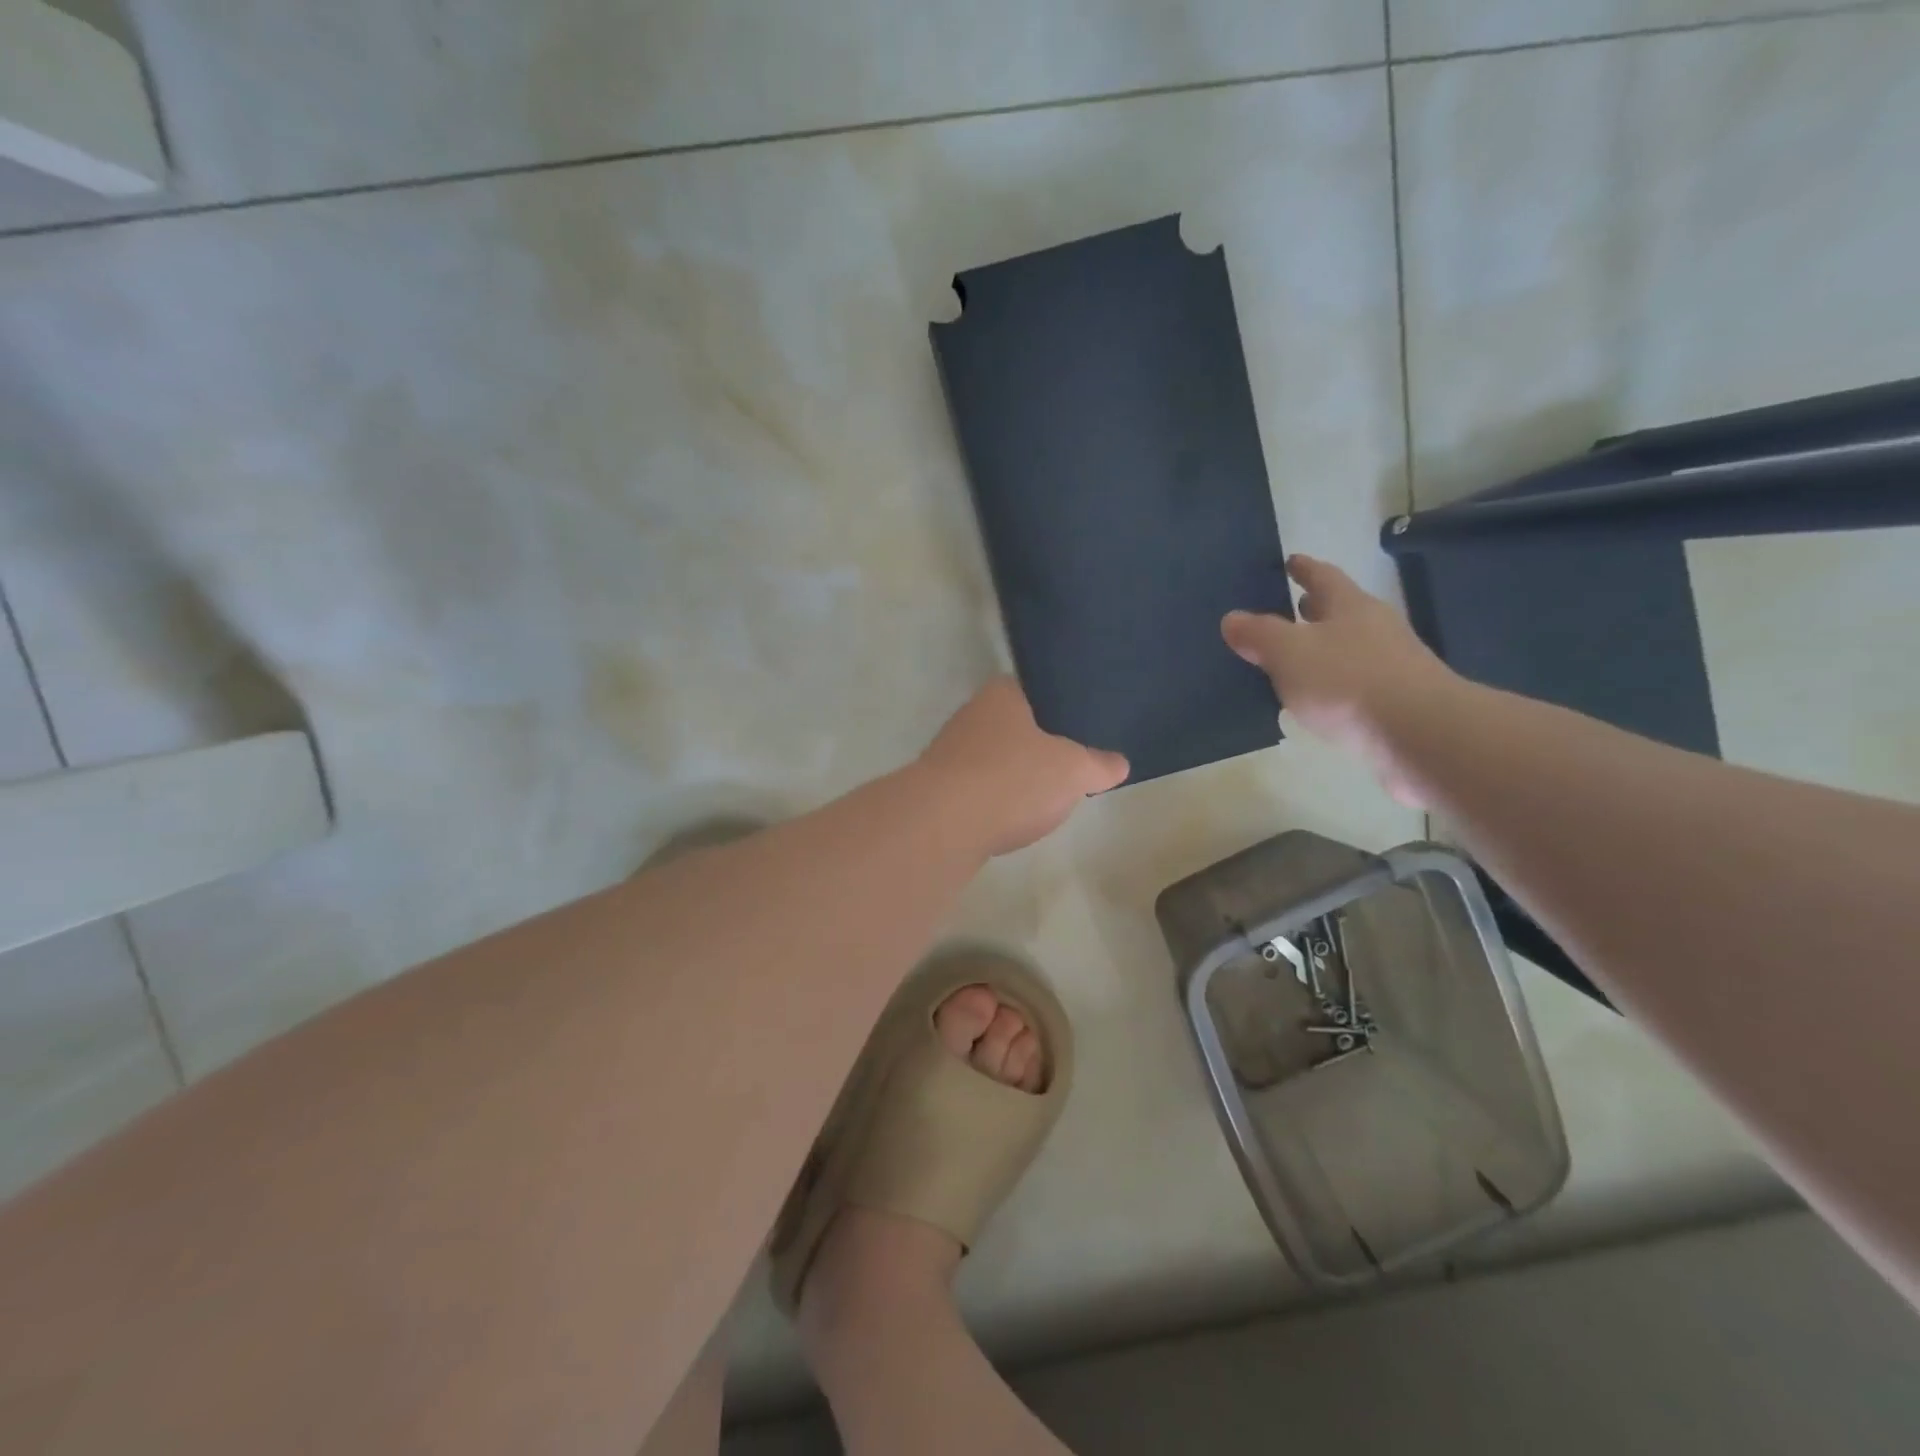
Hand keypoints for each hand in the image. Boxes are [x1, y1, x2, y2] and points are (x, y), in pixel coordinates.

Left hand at [917, 676, 1129, 855]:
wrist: (944, 823)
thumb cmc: (1013, 779)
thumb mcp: (1074, 771)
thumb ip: (1099, 764)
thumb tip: (1119, 763)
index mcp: (1001, 695)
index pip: (1034, 689)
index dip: (1059, 707)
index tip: (1081, 728)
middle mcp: (970, 715)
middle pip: (1014, 726)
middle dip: (1038, 745)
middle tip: (1070, 765)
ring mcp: (949, 752)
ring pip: (994, 759)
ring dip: (1014, 776)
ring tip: (1043, 796)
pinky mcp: (938, 789)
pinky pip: (977, 789)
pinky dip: (994, 801)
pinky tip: (1010, 819)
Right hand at [1221, 555, 1459, 805]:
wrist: (1421, 735)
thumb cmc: (1348, 682)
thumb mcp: (1289, 653)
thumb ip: (1258, 635)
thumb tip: (1232, 618)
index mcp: (1350, 607)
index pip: (1323, 577)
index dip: (1304, 569)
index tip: (1290, 561)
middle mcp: (1375, 629)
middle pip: (1339, 612)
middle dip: (1312, 610)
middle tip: (1286, 609)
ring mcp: (1392, 666)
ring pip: (1347, 649)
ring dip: (1321, 650)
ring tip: (1290, 660)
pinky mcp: (1397, 702)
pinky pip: (1353, 684)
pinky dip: (1331, 685)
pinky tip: (1314, 701)